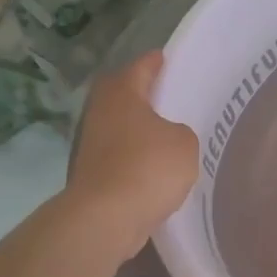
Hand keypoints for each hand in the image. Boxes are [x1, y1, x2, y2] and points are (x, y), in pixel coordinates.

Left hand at [66, 52, 198, 263]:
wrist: (106, 218)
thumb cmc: (148, 168)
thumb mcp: (185, 143)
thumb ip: (181, 131)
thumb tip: (168, 137)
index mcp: (122, 94)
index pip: (140, 67)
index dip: (155, 62)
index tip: (166, 58)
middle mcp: (101, 113)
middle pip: (122, 94)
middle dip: (142, 94)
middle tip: (167, 95)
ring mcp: (92, 144)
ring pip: (119, 125)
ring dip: (138, 128)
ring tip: (166, 133)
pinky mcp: (92, 173)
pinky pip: (119, 154)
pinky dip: (134, 155)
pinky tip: (155, 165)